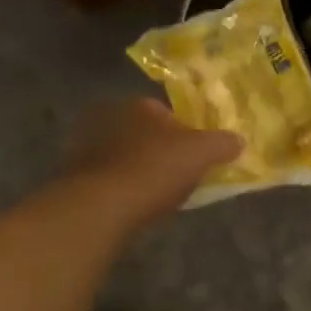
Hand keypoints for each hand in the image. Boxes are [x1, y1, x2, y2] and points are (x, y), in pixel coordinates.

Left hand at [64, 97, 242, 227]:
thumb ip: (222, 144)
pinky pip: (104, 175)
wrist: (99, 205)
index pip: (167, 113)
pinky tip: (128, 204)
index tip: (192, 156)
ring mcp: (86, 144)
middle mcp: (110, 115)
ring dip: (134, 168)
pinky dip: (116, 185)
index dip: (183, 134)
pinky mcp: (72, 172)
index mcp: (141, 104)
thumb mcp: (201, 154)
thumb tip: (239, 140)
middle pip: (143, 132)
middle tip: (173, 175)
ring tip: (151, 194)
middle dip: (157, 149)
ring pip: (121, 153)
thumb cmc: (154, 169)